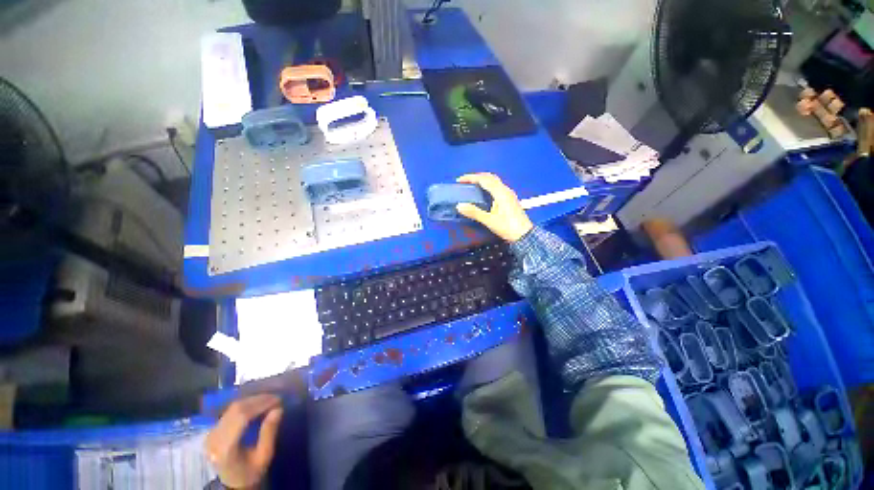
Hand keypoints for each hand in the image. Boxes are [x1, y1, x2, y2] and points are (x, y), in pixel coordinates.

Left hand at [205, 395, 283, 489]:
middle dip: (258, 400)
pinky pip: (230, 411)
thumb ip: (269, 433)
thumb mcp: (264, 456)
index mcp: (226, 448)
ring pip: (233, 408)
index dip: (261, 404)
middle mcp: (215, 438)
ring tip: (269, 400)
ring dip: (252, 400)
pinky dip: (246, 405)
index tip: (278, 400)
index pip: (242, 417)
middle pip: (236, 409)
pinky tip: (257, 405)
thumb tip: (278, 409)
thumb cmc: (251, 471)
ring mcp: (211, 433)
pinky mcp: (213, 430)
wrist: (232, 483)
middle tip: (276, 398)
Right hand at [455, 173, 532, 241]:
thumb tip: (460, 205)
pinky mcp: (510, 200)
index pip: (484, 179)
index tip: (460, 180)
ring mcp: (509, 194)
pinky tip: (484, 194)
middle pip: (490, 177)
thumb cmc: (508, 227)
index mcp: (501, 193)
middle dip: (477, 177)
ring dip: (483, 181)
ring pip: (494, 182)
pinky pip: (497, 187)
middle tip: (465, 181)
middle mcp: (506, 190)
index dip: (471, 178)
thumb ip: (474, 212)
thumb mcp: (489, 221)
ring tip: (472, 186)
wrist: (525, 235)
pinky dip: (488, 186)